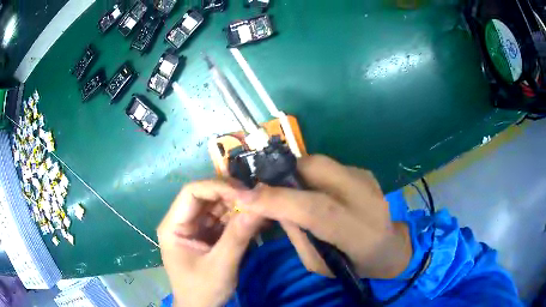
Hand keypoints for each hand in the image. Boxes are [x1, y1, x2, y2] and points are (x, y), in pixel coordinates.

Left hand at [157, 180, 264, 306]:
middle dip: (232, 195)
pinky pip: (224, 219)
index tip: (245, 194)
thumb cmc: (202, 291)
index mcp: (173, 226)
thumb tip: (258, 207)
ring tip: (261, 207)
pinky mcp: (208, 235)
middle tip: (257, 199)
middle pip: (206, 196)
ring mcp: (196, 228)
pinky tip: (256, 219)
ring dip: (239, 206)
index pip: (192, 192)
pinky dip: (240, 218)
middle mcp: (183, 221)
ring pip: (217, 206)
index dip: (217, 187)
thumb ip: (237, 237)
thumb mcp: (220, 267)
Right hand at [237, 155, 411, 278]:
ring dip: (296, 173)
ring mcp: (366, 179)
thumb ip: (295, 233)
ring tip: (290, 191)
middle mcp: (366, 198)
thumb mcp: (317, 263)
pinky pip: (328, 165)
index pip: (316, 209)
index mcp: (358, 232)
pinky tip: (314, 191)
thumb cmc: (352, 263)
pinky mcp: (364, 171)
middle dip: (284, 175)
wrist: (389, 247)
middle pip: (317, 169)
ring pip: (319, 161)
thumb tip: (270, 204)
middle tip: (268, 189)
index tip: (244, 196)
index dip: (278, 200)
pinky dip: (311, 175)